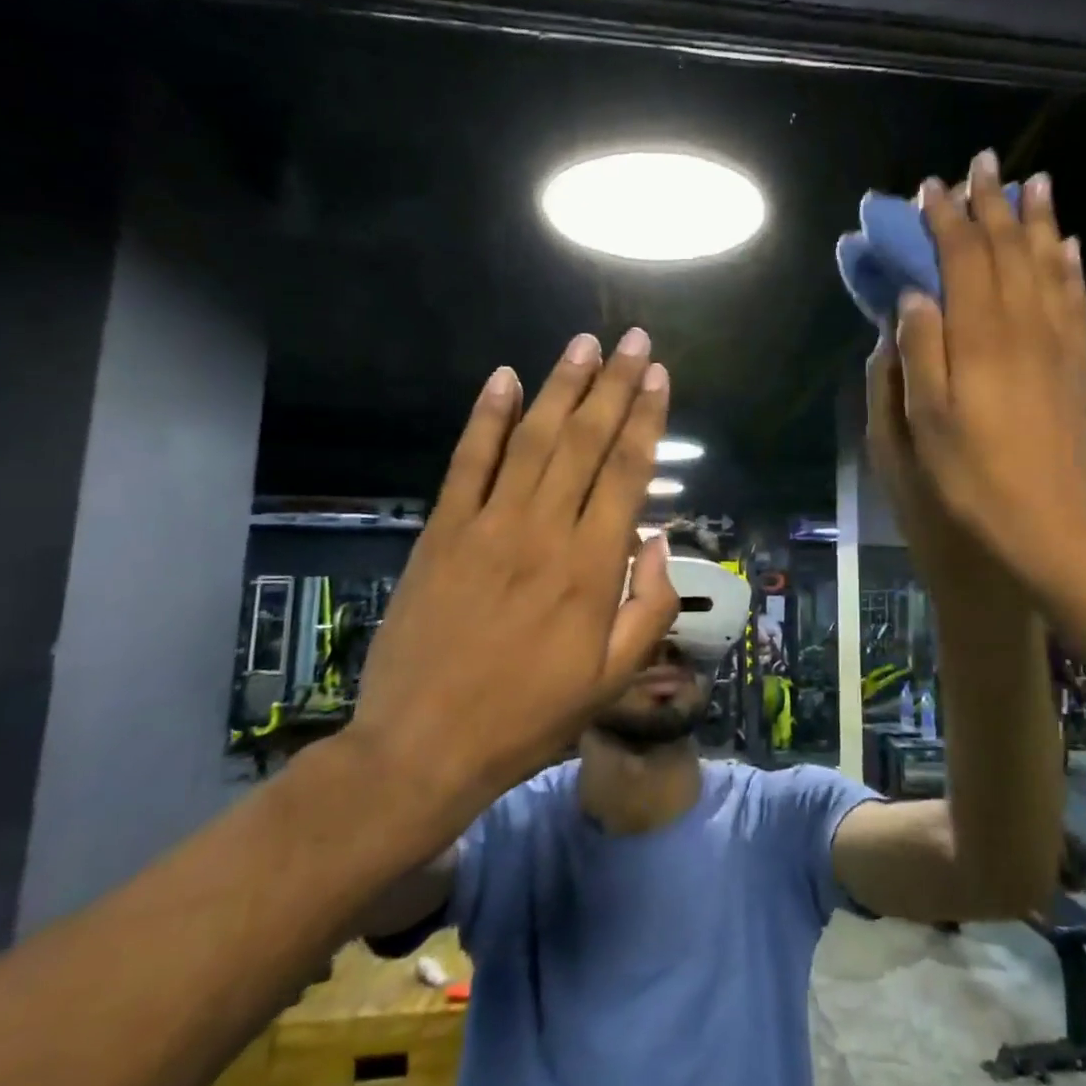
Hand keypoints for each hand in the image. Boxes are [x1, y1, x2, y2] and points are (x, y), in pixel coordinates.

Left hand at [346, 330, 678, 827]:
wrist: (426, 744)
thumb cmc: (531, 715)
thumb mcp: (614, 677)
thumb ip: (650, 605)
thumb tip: (659, 542)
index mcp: (592, 567)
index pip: (627, 473)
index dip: (646, 420)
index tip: (660, 378)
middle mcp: (544, 531)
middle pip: (585, 441)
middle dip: (614, 386)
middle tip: (634, 341)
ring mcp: (487, 525)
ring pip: (531, 439)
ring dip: (560, 387)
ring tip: (584, 345)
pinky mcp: (441, 532)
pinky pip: (466, 462)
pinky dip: (485, 418)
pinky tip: (503, 379)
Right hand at [889, 151, 1085, 598]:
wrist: (1047, 524)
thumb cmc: (969, 478)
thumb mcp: (923, 422)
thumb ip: (919, 351)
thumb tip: (915, 296)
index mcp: (979, 339)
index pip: (963, 260)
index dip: (946, 220)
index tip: (931, 189)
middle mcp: (1023, 328)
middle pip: (1009, 250)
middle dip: (992, 204)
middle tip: (983, 164)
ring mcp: (1059, 345)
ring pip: (1049, 265)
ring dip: (1038, 221)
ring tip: (1035, 183)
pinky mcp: (1079, 366)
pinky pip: (1077, 301)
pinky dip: (1071, 267)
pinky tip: (1069, 247)